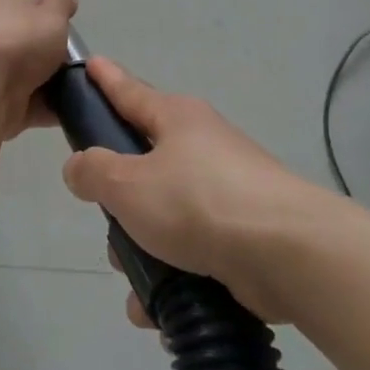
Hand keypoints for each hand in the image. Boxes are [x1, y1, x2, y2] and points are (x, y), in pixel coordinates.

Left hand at [0, 0, 78, 140]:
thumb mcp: (51, 13)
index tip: (22, 10)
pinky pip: (30, 105)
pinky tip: (70, 110)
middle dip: (35, 50)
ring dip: (45, 81)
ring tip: (76, 85)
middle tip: (66, 57)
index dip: (3, 1)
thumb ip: (60, 3)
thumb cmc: (21, 39)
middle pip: (12, 41)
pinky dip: (47, 109)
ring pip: (22, 75)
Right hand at [61, 58, 369, 326]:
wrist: (288, 254)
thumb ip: (92, 171)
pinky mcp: (240, 234)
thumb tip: (80, 167)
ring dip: (141, 248)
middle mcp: (201, 148)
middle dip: (118, 200)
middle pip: (142, 165)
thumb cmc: (198, 202)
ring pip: (162, 215)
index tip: (89, 64)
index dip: (105, 79)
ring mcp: (224, 191)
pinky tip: (156, 305)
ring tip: (135, 277)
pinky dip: (170, 274)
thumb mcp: (127, 183)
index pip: (129, 91)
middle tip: (107, 217)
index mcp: (175, 119)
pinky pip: (189, 250)